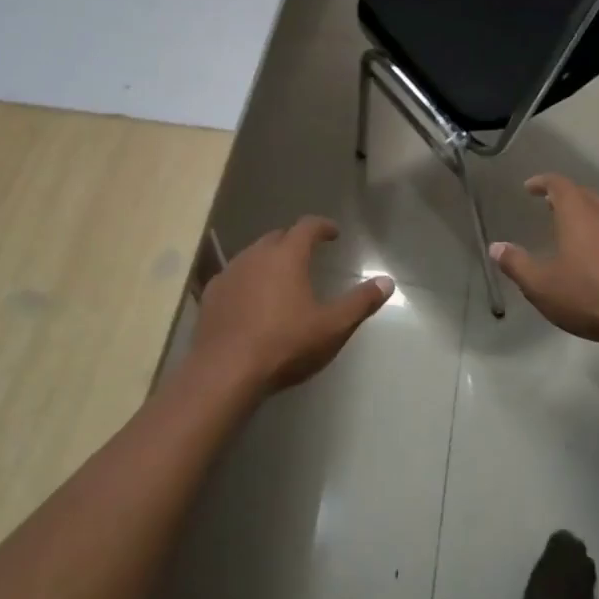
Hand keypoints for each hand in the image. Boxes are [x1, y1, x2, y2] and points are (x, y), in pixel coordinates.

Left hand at [193, 217, 392, 393]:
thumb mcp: (332, 327)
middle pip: (277, 237)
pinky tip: (251, 300)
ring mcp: (229, 273)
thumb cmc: (285, 344)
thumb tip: (387, 282)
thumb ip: (360, 302)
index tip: (333, 233)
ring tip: (281, 277)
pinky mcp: (211, 295)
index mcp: (287, 256)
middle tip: (308, 254)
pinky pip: (234, 276)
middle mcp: (256, 255)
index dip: (322, 226)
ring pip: (253, 255)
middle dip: (294, 241)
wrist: (225, 372)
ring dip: (269, 260)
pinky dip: (247, 280)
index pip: (307, 226)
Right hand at [490, 175, 598, 346]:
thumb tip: (496, 247)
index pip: (558, 183)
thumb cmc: (588, 296)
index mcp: (577, 212)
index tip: (529, 188)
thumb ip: (516, 264)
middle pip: (582, 193)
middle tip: (548, 207)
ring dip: (585, 213)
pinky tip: (596, 253)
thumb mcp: (541, 285)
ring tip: (571, 228)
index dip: (542, 182)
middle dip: (563, 197)